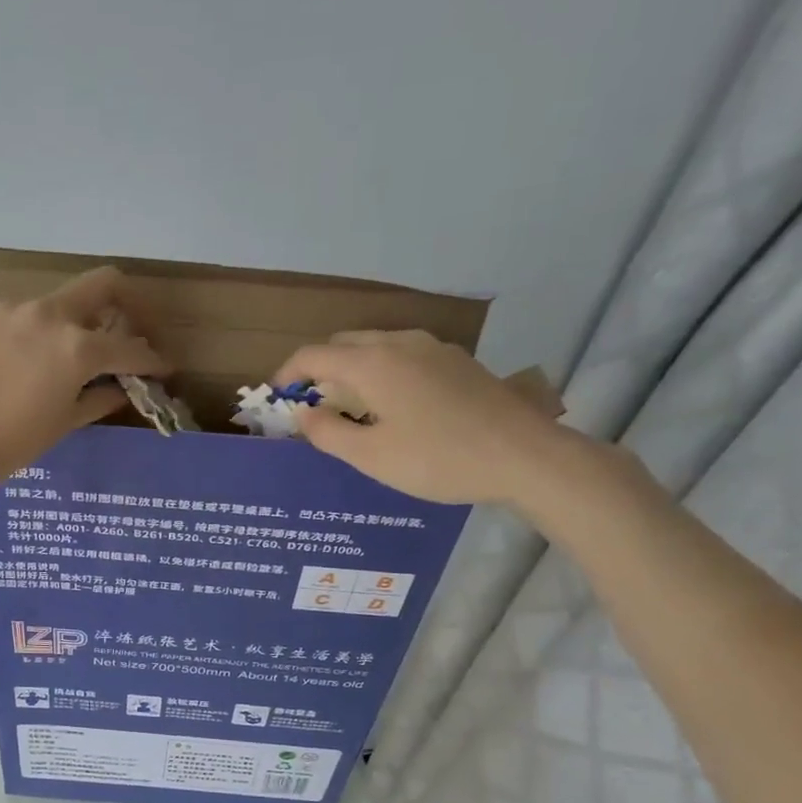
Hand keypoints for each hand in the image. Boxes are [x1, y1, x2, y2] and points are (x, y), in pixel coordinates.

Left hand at [0, 266, 168, 490]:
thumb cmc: (8, 444)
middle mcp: (51, 315)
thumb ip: (99, 398)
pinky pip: (34, 314)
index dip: (154, 360)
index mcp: (77, 347)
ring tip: (83, 356)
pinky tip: (43, 360)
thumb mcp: (63, 424)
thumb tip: (122, 388)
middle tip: (133, 337)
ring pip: (66, 299)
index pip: (131, 347)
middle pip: (103, 285)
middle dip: (129, 307)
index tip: (165, 369)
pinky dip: (51, 328)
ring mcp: (17, 311)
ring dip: (85, 319)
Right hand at [273, 330, 570, 505]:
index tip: (277, 397)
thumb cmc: (438, 459)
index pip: (313, 355)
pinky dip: (381, 370)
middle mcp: (399, 343)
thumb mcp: (371, 457)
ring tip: (350, 406)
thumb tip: (303, 412)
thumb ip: (327, 432)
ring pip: (376, 346)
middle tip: (312, 405)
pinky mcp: (457, 360)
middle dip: (319, 368)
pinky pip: (403, 354)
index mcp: (372, 363)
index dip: (288, 374)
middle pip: (343, 344)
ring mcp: (433, 348)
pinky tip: (392, 403)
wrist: (524, 456)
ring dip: (351, 368)